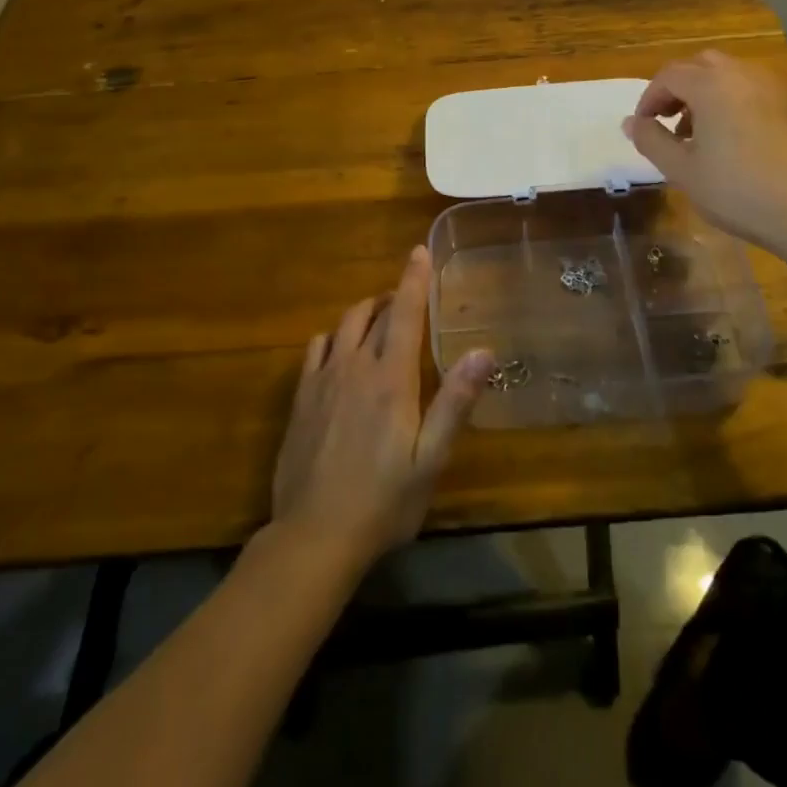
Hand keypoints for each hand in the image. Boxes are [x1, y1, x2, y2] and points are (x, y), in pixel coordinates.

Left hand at [270, 247, 493, 573]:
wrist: (313, 536)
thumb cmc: (383, 501)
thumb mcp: (430, 460)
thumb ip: (456, 402)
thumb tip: (484, 351)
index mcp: (391, 378)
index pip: (405, 312)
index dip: (414, 278)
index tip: (420, 250)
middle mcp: (355, 366)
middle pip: (375, 313)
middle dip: (394, 296)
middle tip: (409, 297)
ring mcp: (323, 379)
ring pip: (344, 324)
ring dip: (365, 312)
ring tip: (380, 318)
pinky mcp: (301, 397)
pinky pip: (316, 347)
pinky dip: (334, 337)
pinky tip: (341, 352)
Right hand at [623, 50, 786, 250]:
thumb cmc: (735, 190)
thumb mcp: (681, 170)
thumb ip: (651, 139)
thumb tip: (632, 122)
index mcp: (710, 85)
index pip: (669, 75)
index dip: (650, 98)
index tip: (644, 126)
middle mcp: (742, 74)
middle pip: (700, 65)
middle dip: (678, 88)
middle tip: (669, 121)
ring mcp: (772, 87)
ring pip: (729, 74)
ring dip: (706, 93)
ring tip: (701, 132)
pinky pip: (753, 89)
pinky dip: (734, 100)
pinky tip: (735, 137)